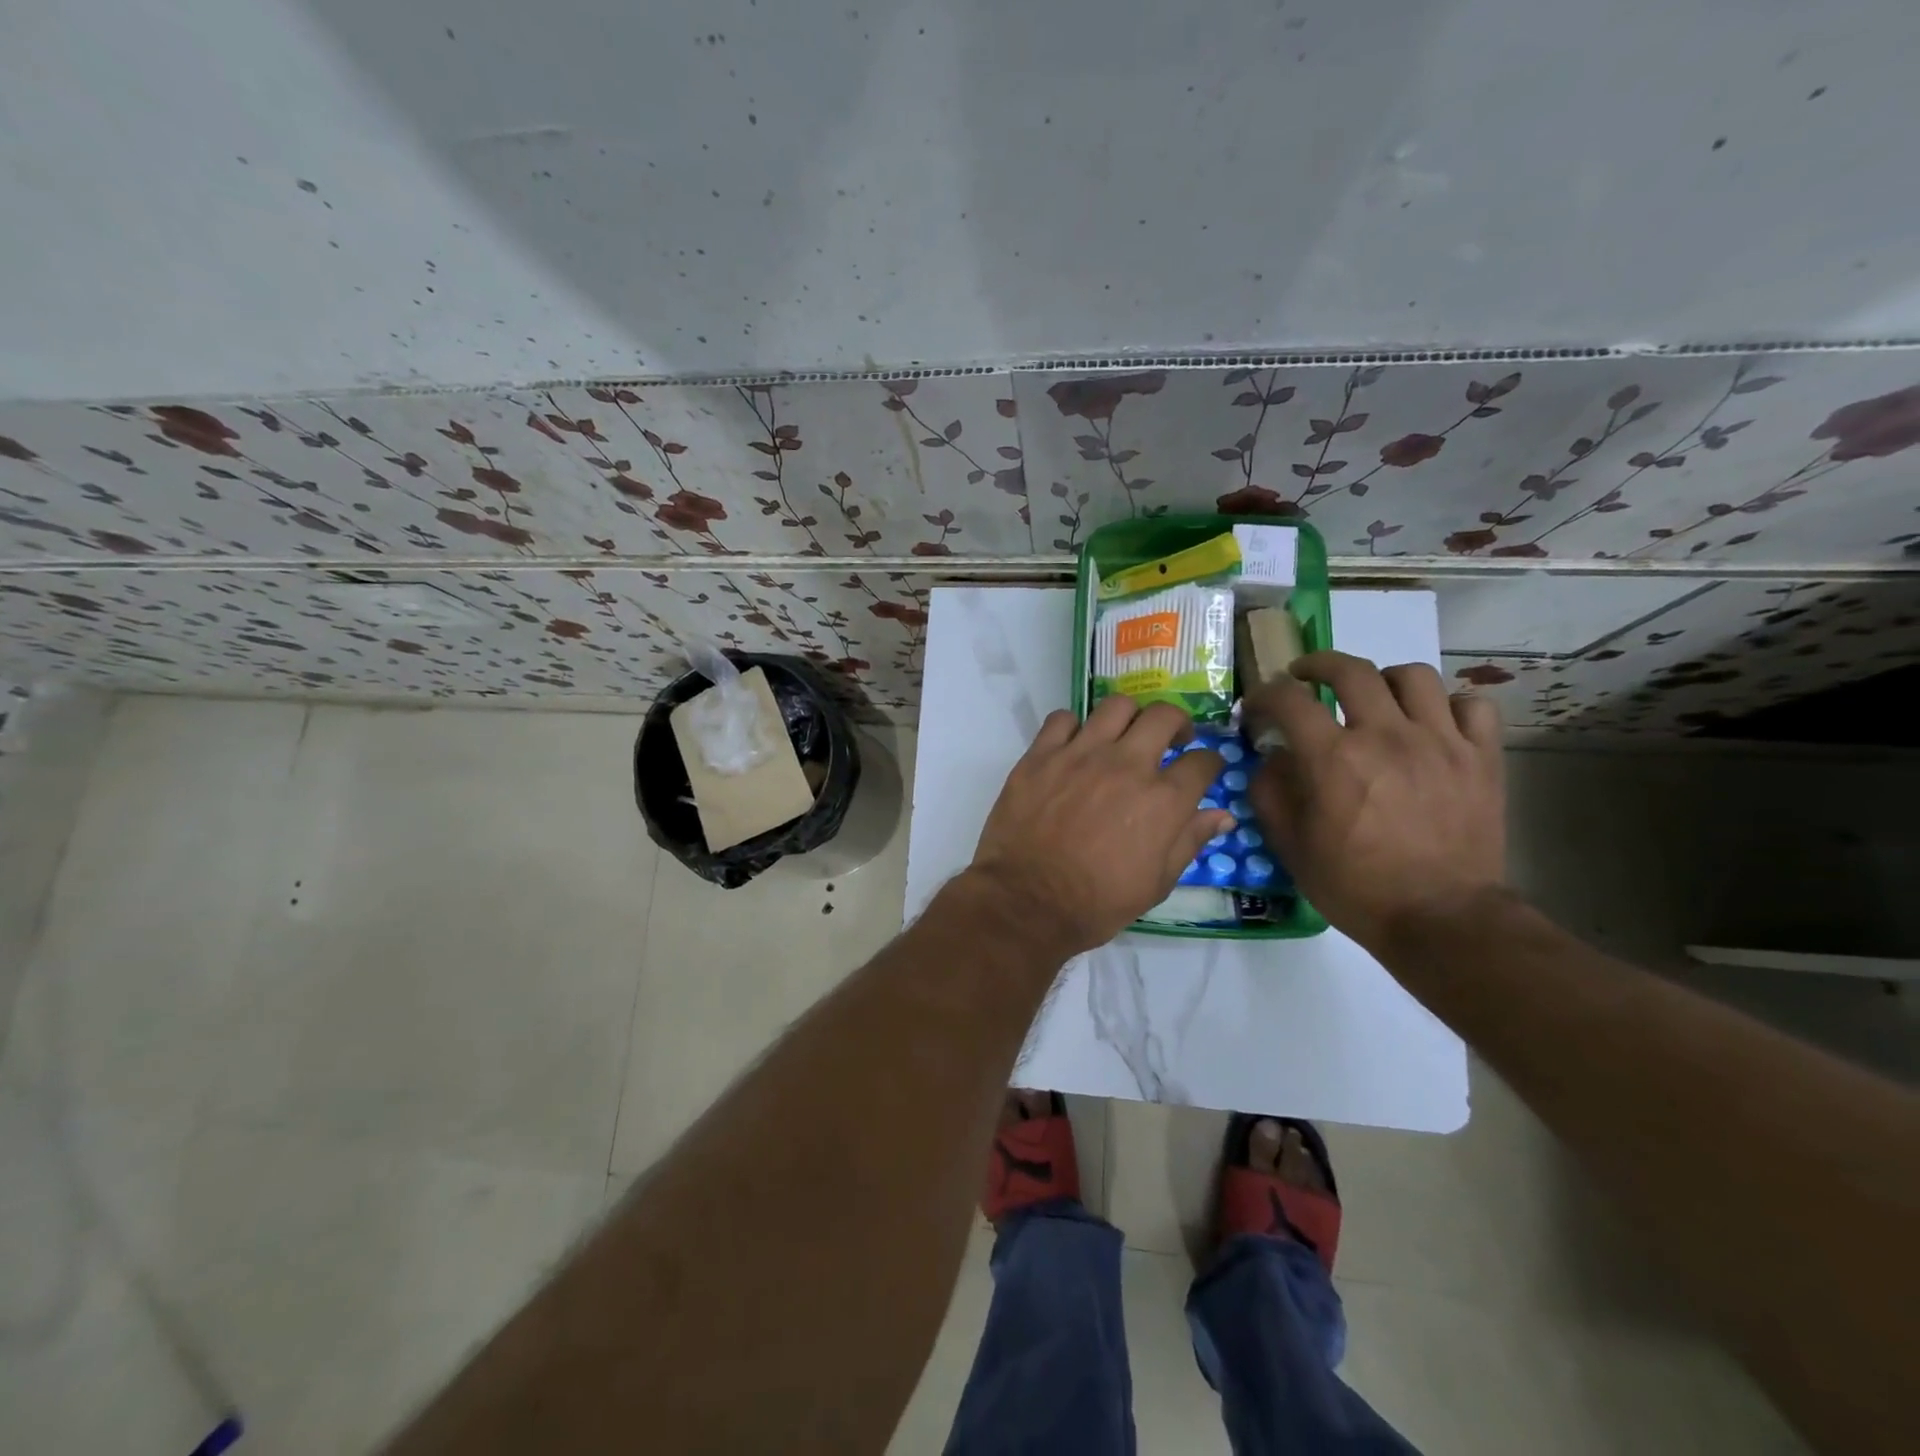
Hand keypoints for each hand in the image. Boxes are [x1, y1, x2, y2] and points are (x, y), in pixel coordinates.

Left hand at [970, 697, 1235, 955]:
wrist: (1027, 901)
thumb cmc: (1097, 903)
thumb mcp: (1156, 883)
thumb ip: (1190, 841)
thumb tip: (1222, 815)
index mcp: (1163, 800)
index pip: (1203, 762)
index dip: (1210, 763)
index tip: (1203, 769)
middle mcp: (1126, 765)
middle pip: (1164, 716)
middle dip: (1177, 723)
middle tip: (1171, 740)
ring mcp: (1080, 754)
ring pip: (1116, 706)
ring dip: (1129, 718)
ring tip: (1124, 736)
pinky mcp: (1040, 755)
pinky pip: (1062, 719)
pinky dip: (1074, 727)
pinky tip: (1074, 746)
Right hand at [1245, 652, 1505, 952]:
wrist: (1441, 918)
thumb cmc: (1355, 886)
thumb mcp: (1291, 846)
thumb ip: (1270, 792)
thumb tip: (1271, 758)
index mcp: (1334, 759)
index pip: (1289, 699)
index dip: (1266, 695)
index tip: (1258, 707)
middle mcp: (1387, 736)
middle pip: (1351, 670)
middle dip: (1317, 665)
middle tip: (1305, 677)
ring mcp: (1441, 742)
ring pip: (1413, 676)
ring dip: (1383, 679)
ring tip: (1373, 697)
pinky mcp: (1482, 758)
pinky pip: (1470, 706)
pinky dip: (1447, 706)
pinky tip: (1431, 725)